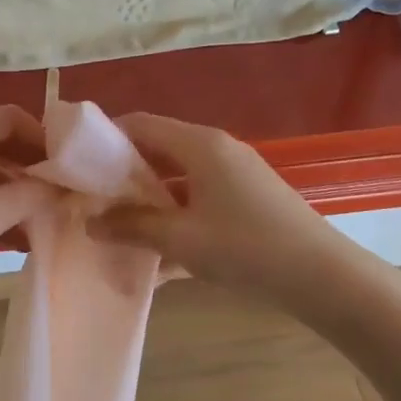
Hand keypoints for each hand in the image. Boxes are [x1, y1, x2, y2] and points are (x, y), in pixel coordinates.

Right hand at [86, 113, 341, 302]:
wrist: (323, 277)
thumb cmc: (246, 247)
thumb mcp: (181, 239)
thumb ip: (132, 226)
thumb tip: (90, 222)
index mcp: (200, 145)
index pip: (142, 123)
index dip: (106, 136)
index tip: (77, 160)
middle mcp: (218, 150)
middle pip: (160, 149)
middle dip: (124, 173)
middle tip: (93, 196)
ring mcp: (236, 175)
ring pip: (179, 178)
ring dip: (150, 199)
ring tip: (119, 225)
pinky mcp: (248, 200)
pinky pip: (200, 199)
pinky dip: (177, 216)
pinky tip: (160, 254)